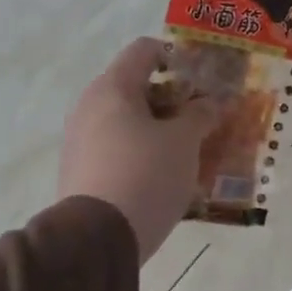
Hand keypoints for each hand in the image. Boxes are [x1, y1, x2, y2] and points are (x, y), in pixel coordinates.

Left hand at [57, 38, 220, 263]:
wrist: (97, 240)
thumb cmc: (146, 174)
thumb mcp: (185, 142)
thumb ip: (201, 114)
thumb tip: (210, 102)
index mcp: (113, 88)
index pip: (145, 50)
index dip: (177, 57)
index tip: (202, 80)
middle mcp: (90, 106)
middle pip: (137, 87)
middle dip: (173, 99)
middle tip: (203, 118)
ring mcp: (80, 141)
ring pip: (128, 121)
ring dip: (159, 128)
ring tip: (190, 150)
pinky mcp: (80, 171)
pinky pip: (117, 149)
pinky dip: (142, 152)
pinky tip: (165, 175)